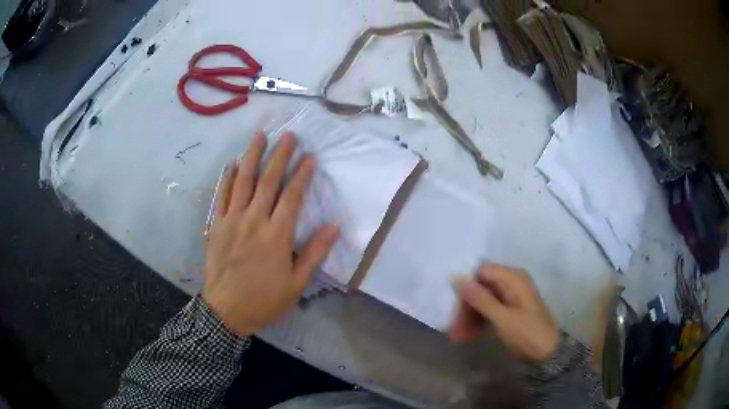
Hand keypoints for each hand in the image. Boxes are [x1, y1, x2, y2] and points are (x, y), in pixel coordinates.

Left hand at [203, 132, 338, 336]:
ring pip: (243, 182)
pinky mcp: (216, 225)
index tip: (310, 157)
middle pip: (268, 181)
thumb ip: (314, 253)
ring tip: (260, 136)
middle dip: (280, 156)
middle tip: (289, 136)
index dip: (302, 174)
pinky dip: (227, 178)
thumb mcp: (297, 284)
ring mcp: (232, 220)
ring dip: (252, 156)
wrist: (226, 311)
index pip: (292, 197)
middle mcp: (255, 220)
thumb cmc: (265, 299)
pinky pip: (221, 196)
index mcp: (277, 235)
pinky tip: (232, 163)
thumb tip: (333, 227)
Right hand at [449, 265, 561, 362]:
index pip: (481, 272)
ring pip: (484, 299)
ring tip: (459, 336)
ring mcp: (512, 295)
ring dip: (471, 316)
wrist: (548, 352)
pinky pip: (490, 309)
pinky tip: (470, 335)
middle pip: (482, 287)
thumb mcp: (501, 317)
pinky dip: (480, 320)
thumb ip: (479, 298)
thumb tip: (456, 277)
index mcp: (513, 278)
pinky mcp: (511, 308)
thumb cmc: (527, 332)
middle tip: (455, 329)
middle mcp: (512, 281)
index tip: (456, 309)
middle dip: (467, 307)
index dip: (467, 289)